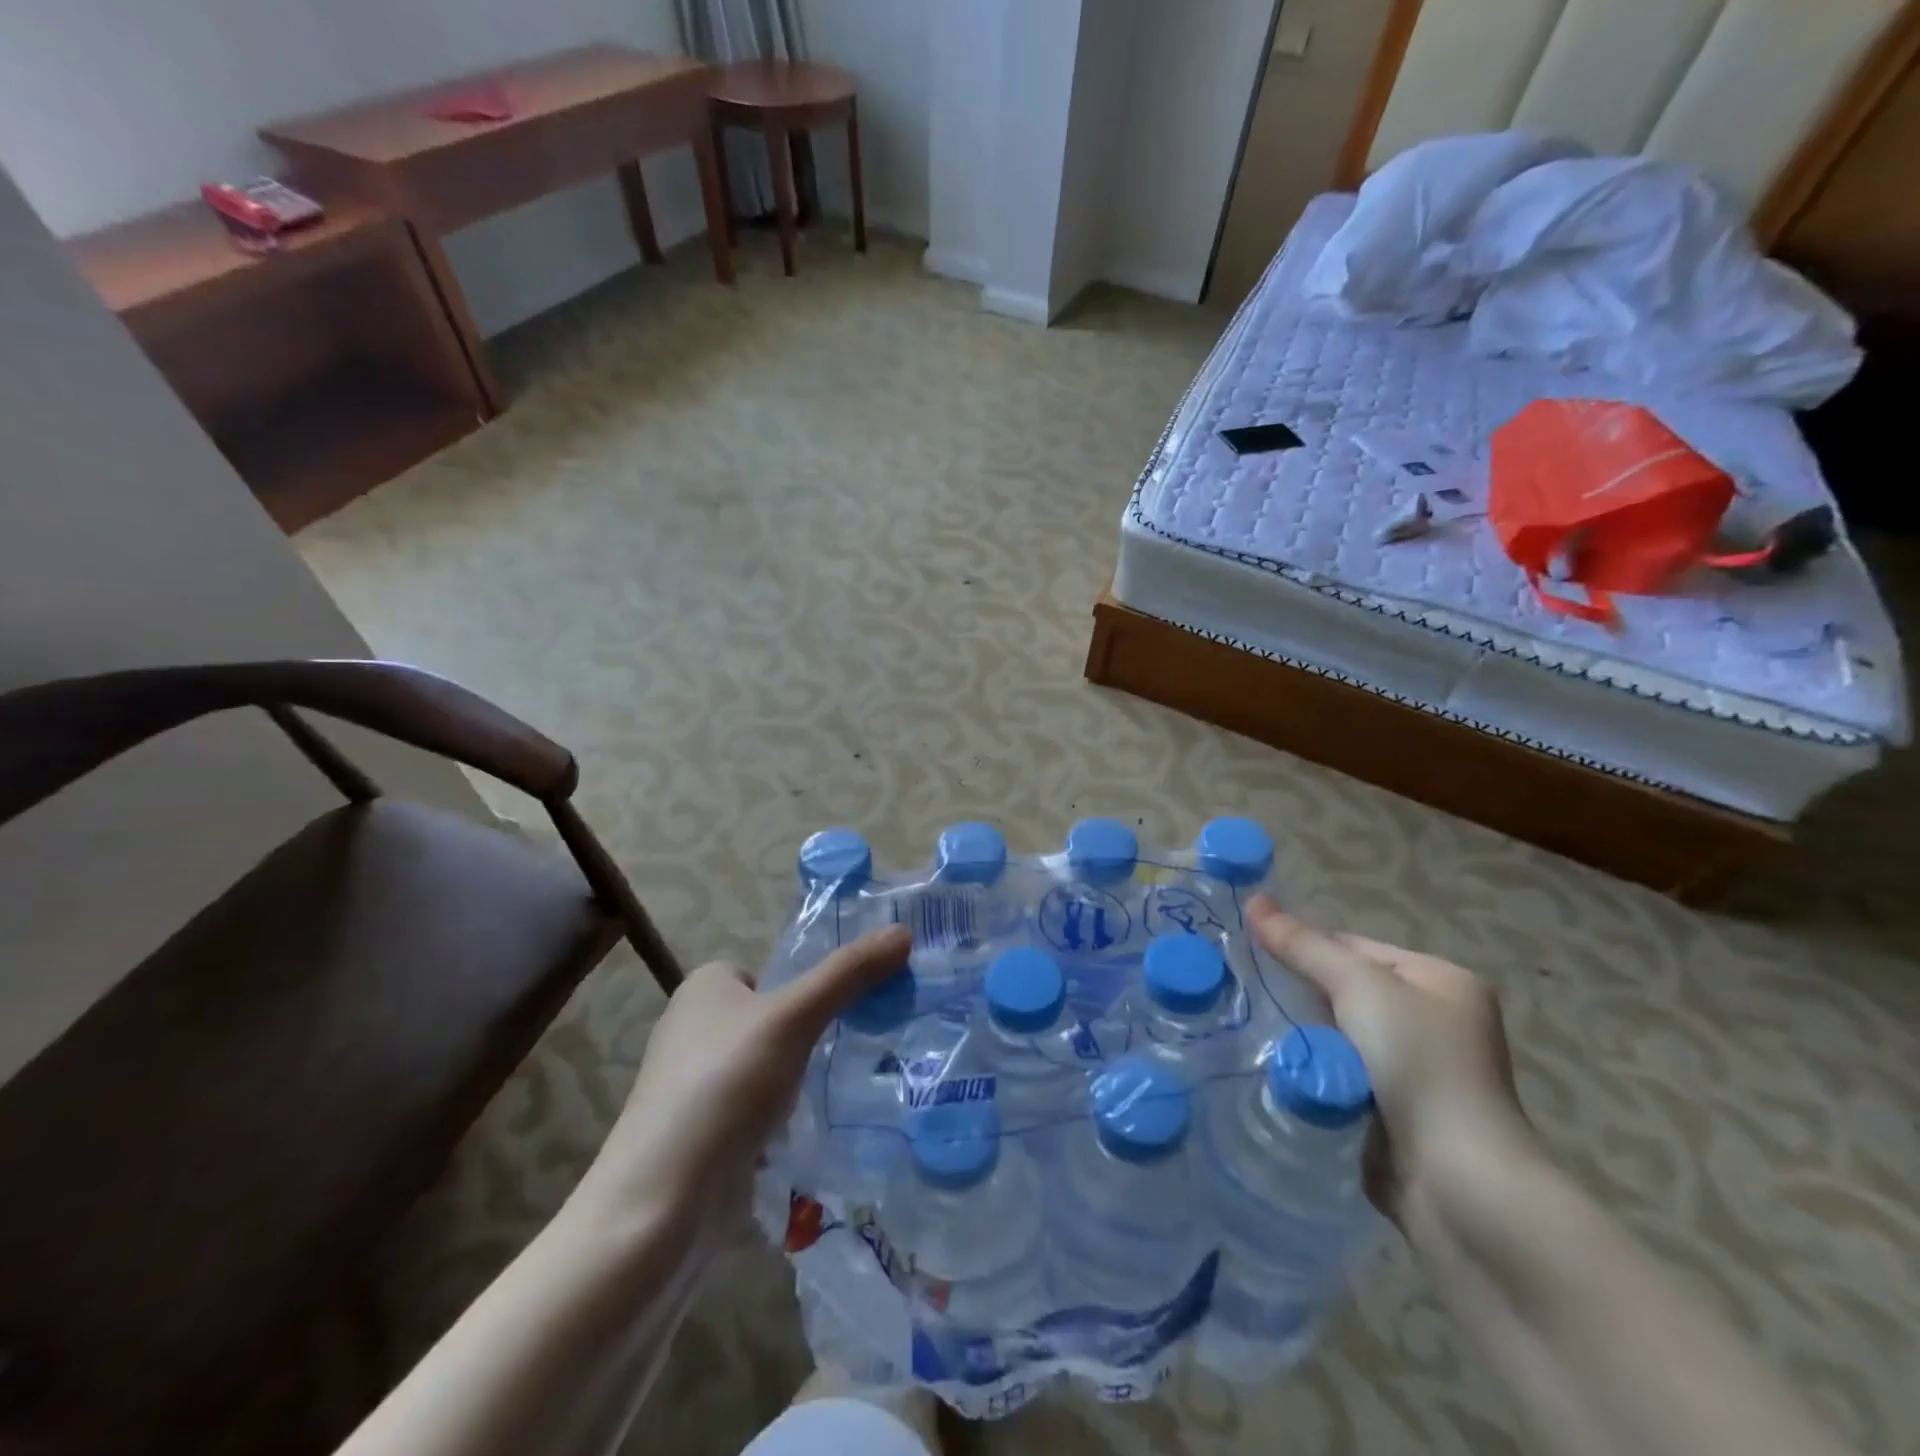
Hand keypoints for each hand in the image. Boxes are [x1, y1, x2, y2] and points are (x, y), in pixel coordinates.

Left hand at [570, 926, 912, 1229]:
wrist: (661, 1205)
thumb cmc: (724, 1086)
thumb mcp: (794, 1017)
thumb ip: (848, 973)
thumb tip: (903, 932)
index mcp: (704, 987)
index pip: (771, 972)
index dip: (809, 987)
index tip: (852, 1008)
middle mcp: (694, 1028)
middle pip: (774, 1018)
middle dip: (812, 1035)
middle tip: (860, 1047)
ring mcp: (696, 1086)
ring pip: (769, 1067)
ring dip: (801, 1079)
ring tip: (848, 1090)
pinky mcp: (703, 1134)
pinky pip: (758, 1110)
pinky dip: (784, 1119)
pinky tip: (813, 1134)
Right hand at [1247, 896, 1534, 1219]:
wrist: (1458, 1184)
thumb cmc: (1418, 1064)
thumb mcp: (1358, 987)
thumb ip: (1303, 945)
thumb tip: (1254, 900)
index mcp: (1440, 981)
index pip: (1354, 947)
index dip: (1303, 946)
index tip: (1249, 952)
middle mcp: (1434, 1021)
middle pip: (1344, 991)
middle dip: (1298, 994)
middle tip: (1244, 991)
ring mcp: (1417, 1071)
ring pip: (1336, 1036)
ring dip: (1302, 1037)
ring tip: (1249, 1029)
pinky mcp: (1395, 1113)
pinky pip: (1339, 1075)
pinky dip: (1312, 1072)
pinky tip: (1278, 1069)